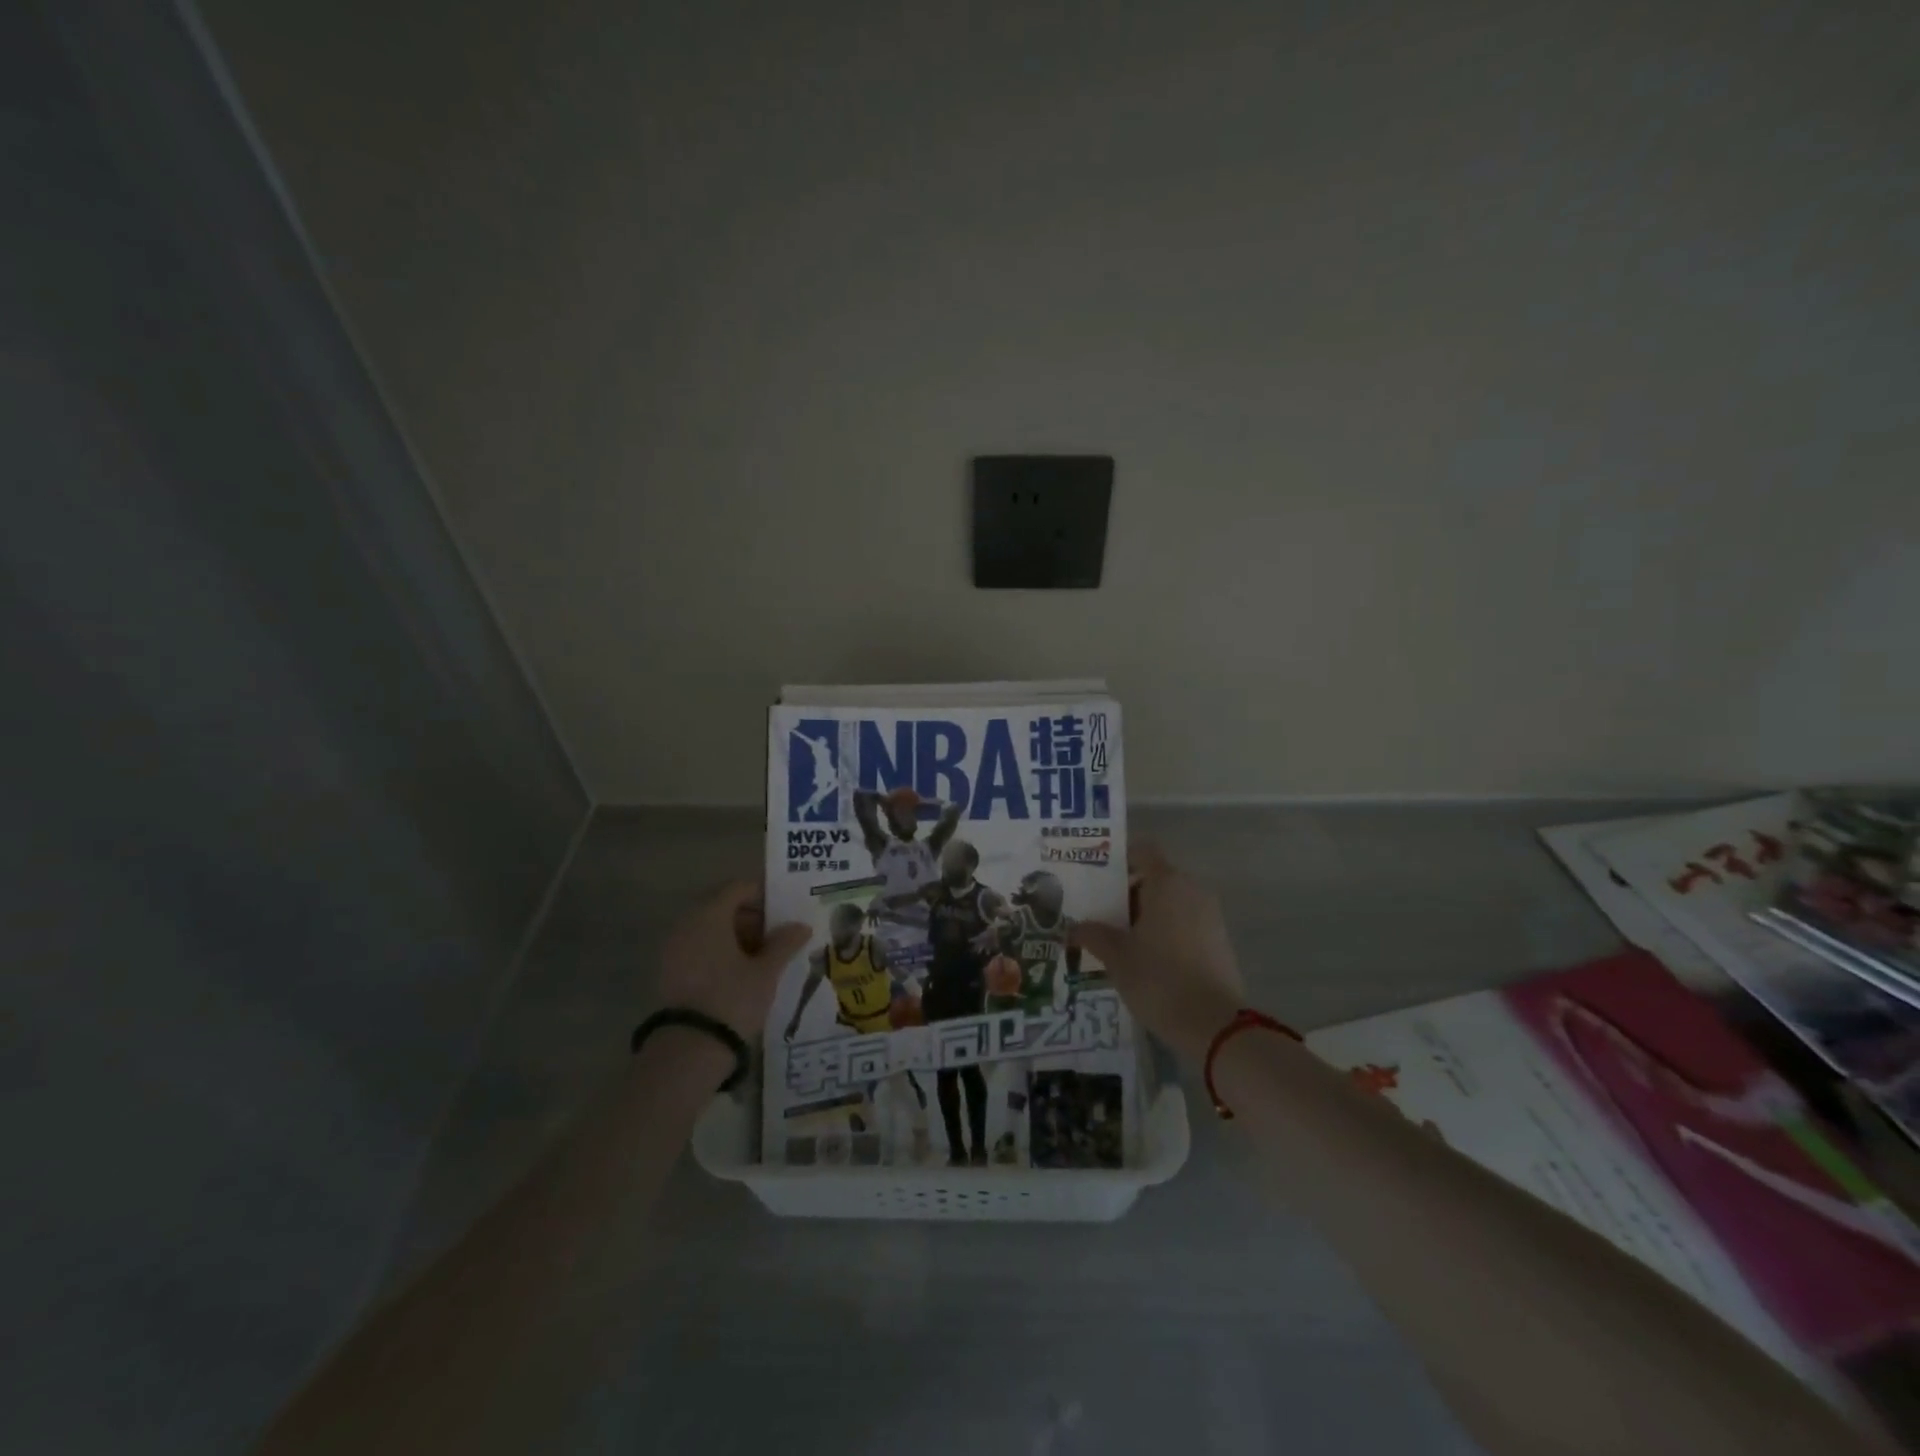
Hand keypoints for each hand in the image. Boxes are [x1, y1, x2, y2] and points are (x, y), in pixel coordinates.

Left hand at [657, 881, 808, 1040]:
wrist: (688, 1050)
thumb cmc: (732, 999)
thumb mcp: (766, 971)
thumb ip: (784, 943)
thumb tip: (801, 926)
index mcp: (709, 915)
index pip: (738, 888)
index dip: (763, 896)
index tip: (783, 915)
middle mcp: (686, 924)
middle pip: (721, 907)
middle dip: (750, 919)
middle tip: (775, 939)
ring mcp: (672, 948)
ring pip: (708, 929)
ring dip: (734, 937)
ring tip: (760, 961)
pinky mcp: (667, 972)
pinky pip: (696, 948)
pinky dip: (717, 953)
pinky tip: (737, 975)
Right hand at [1070, 841, 1244, 1061]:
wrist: (1215, 1026)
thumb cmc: (1159, 979)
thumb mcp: (1116, 957)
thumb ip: (1093, 934)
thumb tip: (1075, 927)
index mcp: (1167, 883)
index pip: (1142, 851)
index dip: (1118, 859)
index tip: (1095, 879)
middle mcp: (1192, 890)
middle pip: (1154, 877)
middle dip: (1126, 894)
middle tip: (1098, 915)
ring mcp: (1210, 915)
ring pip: (1170, 902)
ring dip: (1145, 915)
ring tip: (1118, 941)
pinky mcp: (1219, 941)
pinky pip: (1185, 922)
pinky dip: (1165, 932)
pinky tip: (1145, 959)